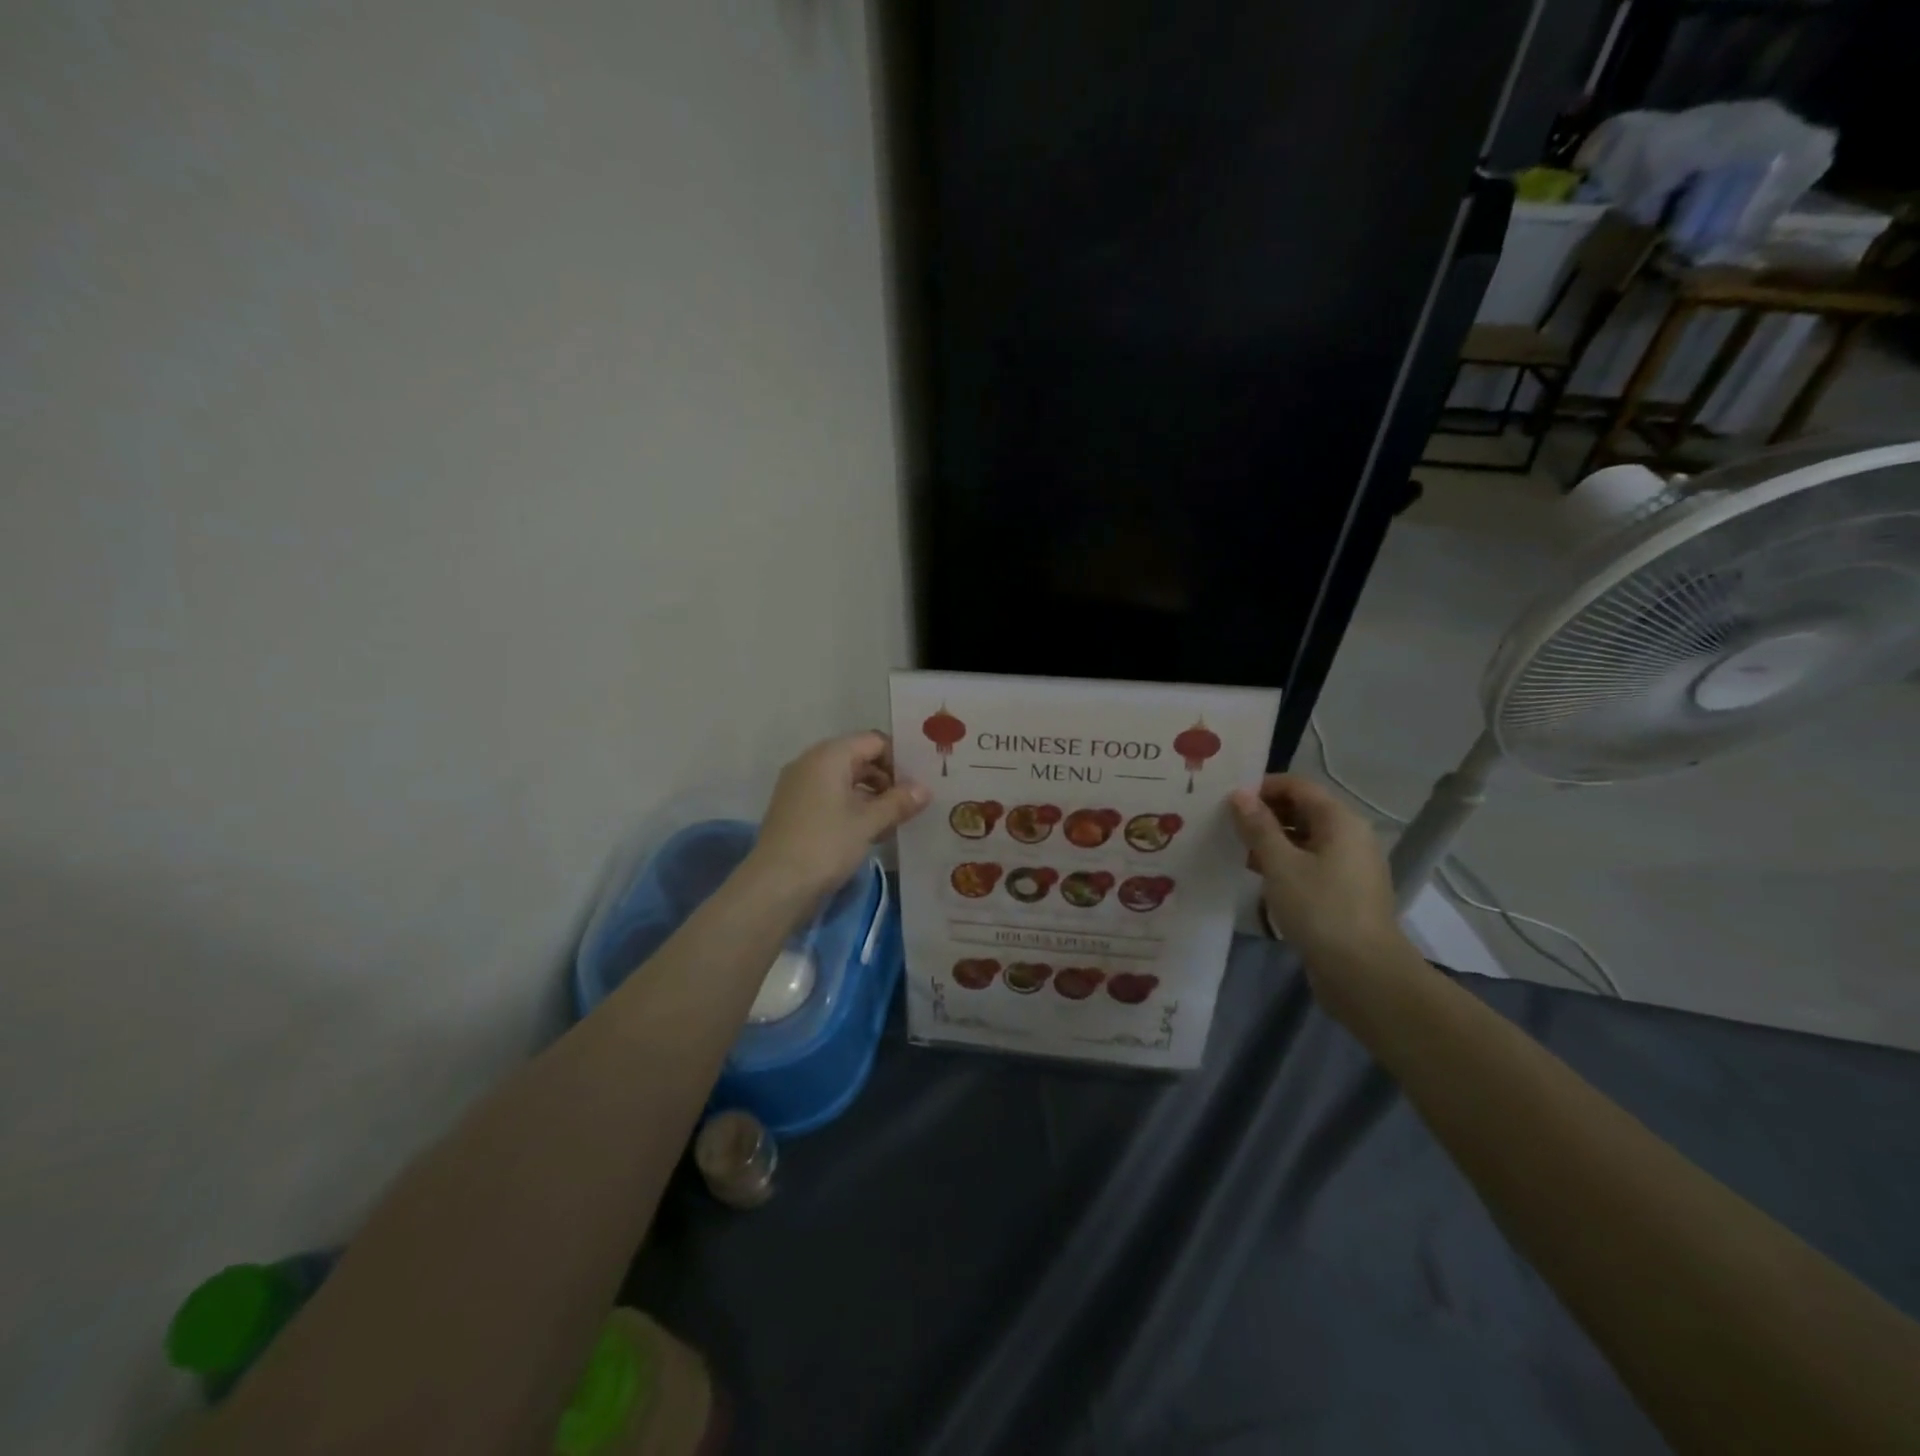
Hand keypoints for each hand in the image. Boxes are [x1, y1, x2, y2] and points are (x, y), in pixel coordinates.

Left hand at [746, 732, 929, 899]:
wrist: (775, 885)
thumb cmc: (826, 845)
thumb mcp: (868, 823)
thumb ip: (898, 802)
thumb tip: (925, 789)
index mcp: (829, 756)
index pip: (874, 741)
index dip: (899, 759)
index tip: (917, 785)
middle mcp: (811, 763)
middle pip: (859, 758)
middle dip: (887, 779)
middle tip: (911, 803)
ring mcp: (799, 786)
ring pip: (845, 780)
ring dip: (871, 796)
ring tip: (895, 821)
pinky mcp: (794, 809)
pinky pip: (830, 797)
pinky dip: (852, 807)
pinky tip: (871, 831)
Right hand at [1229, 774, 1409, 986]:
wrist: (1363, 973)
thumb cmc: (1320, 909)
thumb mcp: (1280, 865)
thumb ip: (1258, 827)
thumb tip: (1239, 794)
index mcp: (1340, 821)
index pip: (1298, 786)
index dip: (1262, 786)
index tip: (1227, 799)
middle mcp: (1349, 836)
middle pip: (1302, 809)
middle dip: (1264, 812)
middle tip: (1225, 822)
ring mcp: (1348, 865)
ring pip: (1304, 838)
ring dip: (1270, 838)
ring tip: (1233, 846)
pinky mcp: (1342, 891)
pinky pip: (1309, 862)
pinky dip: (1283, 861)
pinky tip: (1255, 872)